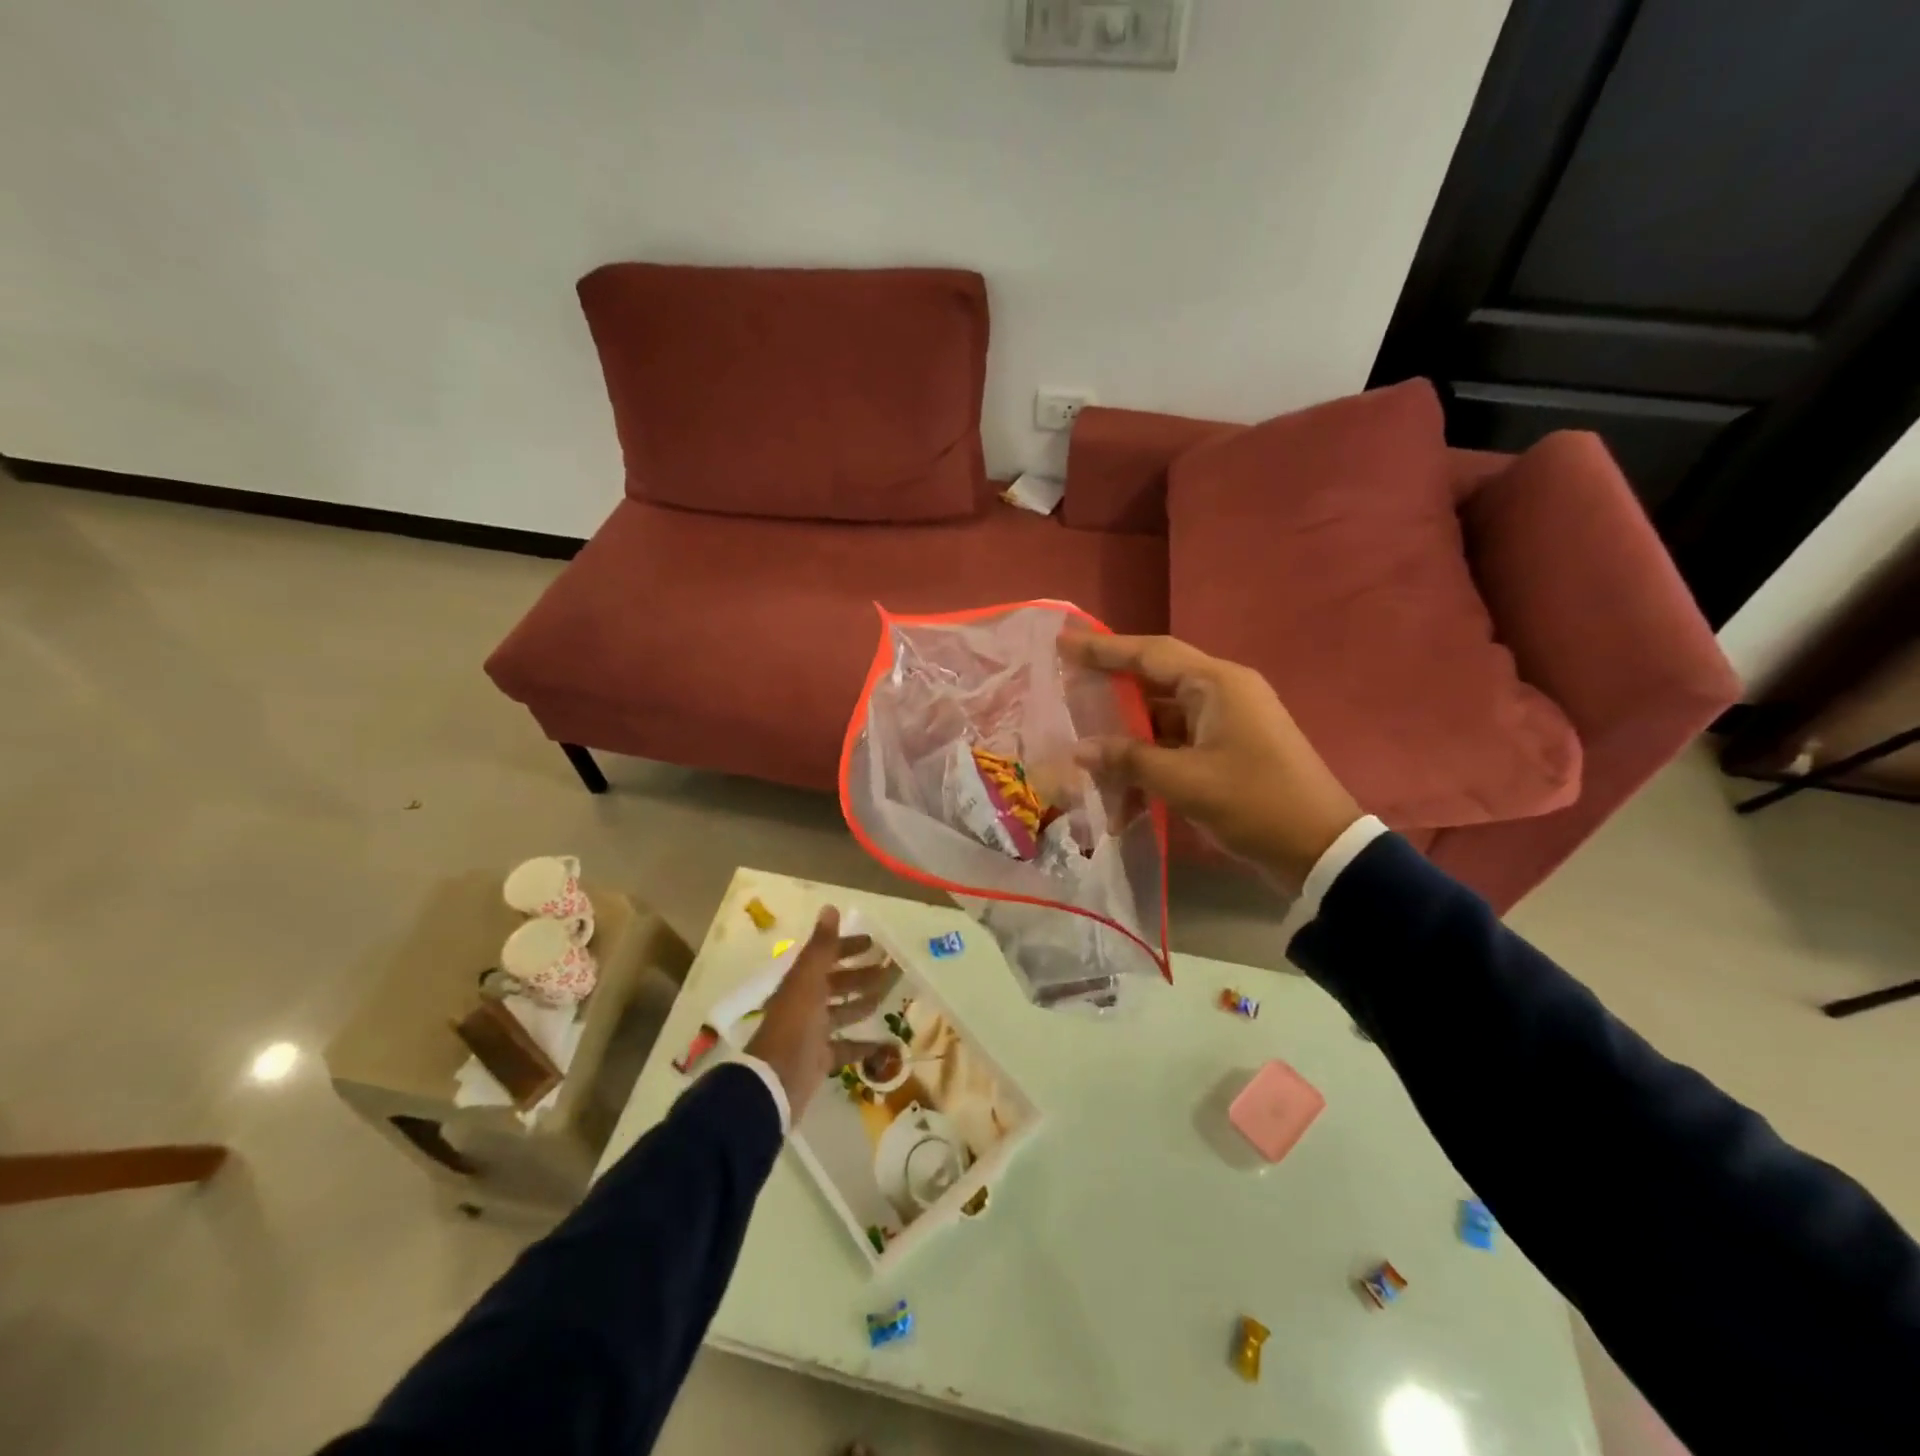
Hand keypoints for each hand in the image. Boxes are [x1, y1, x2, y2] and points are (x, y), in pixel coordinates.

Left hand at [744, 907, 893, 1123]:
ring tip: (887, 996)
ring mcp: (812, 1032)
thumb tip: (830, 907)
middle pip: (836, 984)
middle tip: (890, 969)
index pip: (826, 957)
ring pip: (842, 1012)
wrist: (775, 1082)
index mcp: (801, 983)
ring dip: (862, 1003)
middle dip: (860, 974)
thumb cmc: (794, 1025)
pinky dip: (864, 1044)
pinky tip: (886, 1043)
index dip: (848, 948)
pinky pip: (845, 1047)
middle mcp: (805, 1004)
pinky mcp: (820, 1059)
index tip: (874, 942)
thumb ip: (822, 946)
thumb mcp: (808, 980)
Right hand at [1060, 631, 1362, 889]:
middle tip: (1066, 688)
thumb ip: (1128, 759)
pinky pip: (1177, 744)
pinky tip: (1121, 784)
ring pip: (1163, 717)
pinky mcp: (1227, 752)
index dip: (1104, 648)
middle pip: (1154, 681)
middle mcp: (1222, 694)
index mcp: (1217, 685)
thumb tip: (1080, 750)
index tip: (1063, 643)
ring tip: (1084, 744)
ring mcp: (1226, 723)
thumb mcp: (1184, 781)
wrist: (1319, 849)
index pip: (1150, 654)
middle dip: (1110, 688)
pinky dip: (1149, 759)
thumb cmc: (1253, 803)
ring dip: (1128, 735)